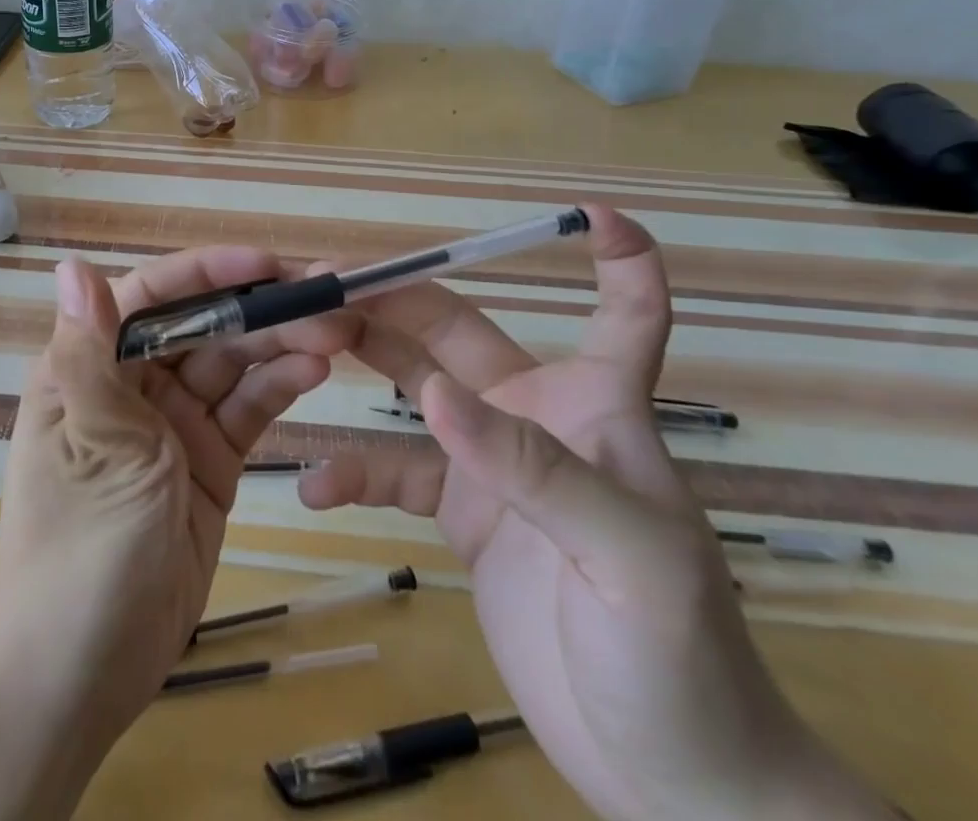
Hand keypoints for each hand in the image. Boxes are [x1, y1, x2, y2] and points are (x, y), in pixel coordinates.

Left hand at [0, 248, 342, 745]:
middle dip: (257, 309)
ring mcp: (173, 423)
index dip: (207, 272)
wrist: (84, 675)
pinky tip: (313, 371)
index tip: (265, 263)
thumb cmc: (81, 547)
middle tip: (324, 298)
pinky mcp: (208, 461)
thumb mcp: (95, 442)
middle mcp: (131, 384)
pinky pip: (245, 410)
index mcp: (87, 365)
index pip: (151, 297)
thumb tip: (69, 265)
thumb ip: (91, 350)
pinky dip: (277, 387)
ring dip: (277, 344)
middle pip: (201, 326)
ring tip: (334, 333)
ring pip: (230, 364)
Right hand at [301, 206, 893, 820]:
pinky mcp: (459, 512)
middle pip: (454, 330)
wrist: (668, 778)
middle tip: (320, 280)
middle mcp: (533, 415)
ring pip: (411, 382)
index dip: (619, 260)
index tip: (590, 213)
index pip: (625, 315)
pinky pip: (395, 472)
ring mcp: (489, 461)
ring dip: (357, 357)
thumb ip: (534, 468)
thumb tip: (435, 396)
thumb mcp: (626, 558)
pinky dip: (354, 471)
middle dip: (392, 296)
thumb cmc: (680, 655)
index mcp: (595, 406)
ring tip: (296, 341)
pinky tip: (314, 485)